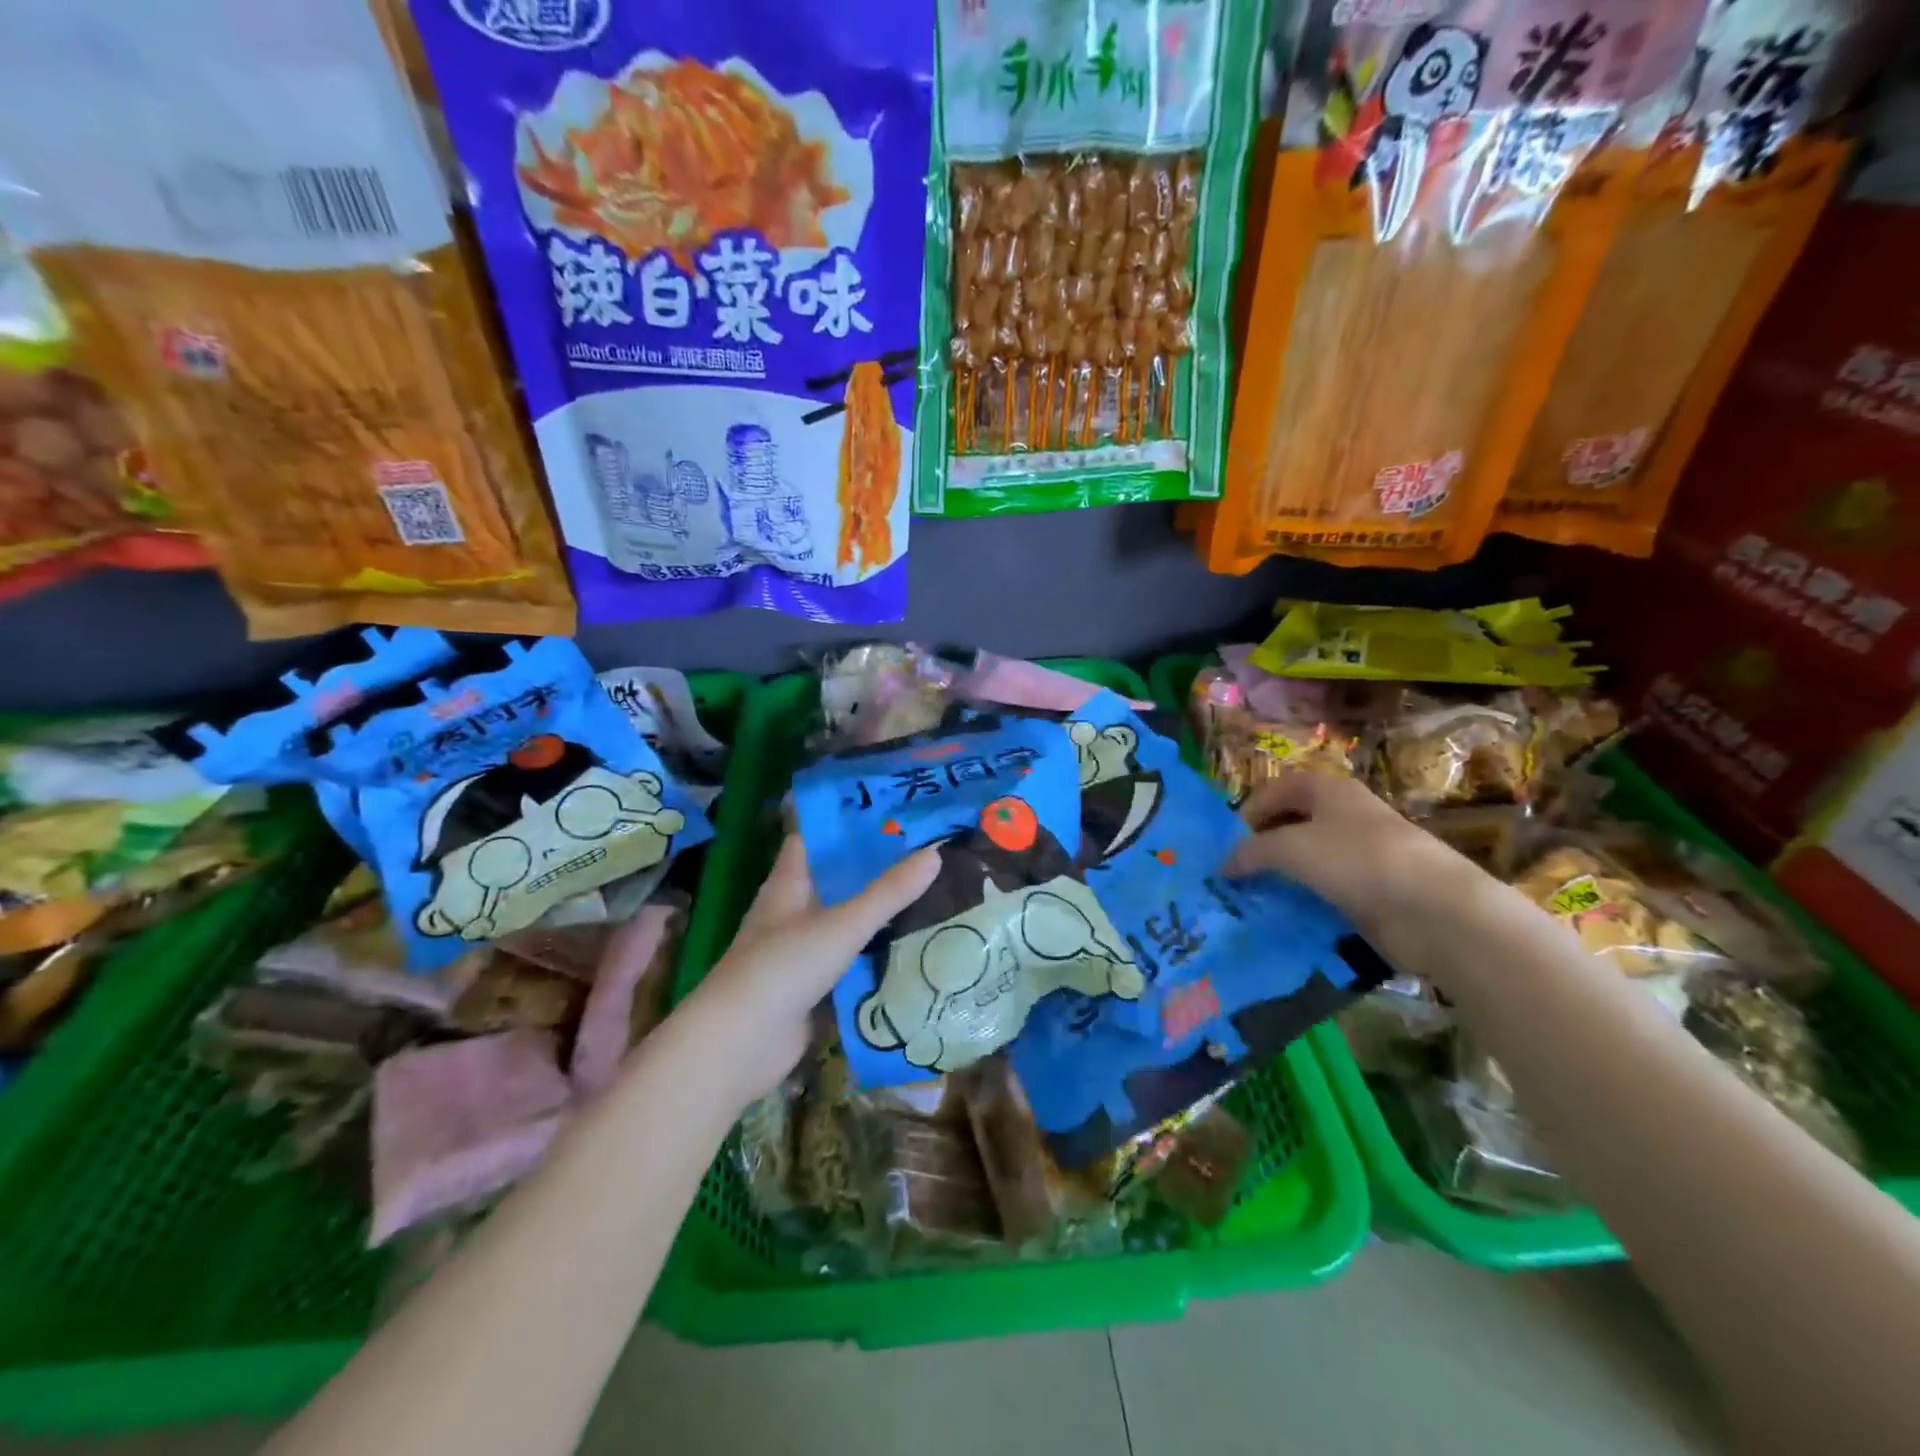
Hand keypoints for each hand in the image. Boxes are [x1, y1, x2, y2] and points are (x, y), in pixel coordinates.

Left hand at [685, 834, 939, 1103]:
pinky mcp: (807, 988)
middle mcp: (789, 912)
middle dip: (869, 867)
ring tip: (924, 894)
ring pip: (840, 921)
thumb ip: (888, 893)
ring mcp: (796, 952)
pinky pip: (845, 961)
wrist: (740, 1045)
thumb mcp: (842, 924)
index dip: (843, 823)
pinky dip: (870, 953)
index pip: (813, 840)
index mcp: (787, 885)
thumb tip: (935, 853)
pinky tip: (907, 948)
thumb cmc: (783, 967)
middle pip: (831, 880)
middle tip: (921, 852)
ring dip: (872, 912)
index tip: (886, 810)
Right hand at [1223, 770, 1472, 943]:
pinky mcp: (1371, 889)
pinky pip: (1325, 889)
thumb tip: (1223, 865)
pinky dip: (1304, 899)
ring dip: (1281, 876)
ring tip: (1253, 897)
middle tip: (1236, 872)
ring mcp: (1360, 853)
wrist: (1432, 909)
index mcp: (1328, 789)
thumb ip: (1250, 852)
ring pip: (1307, 859)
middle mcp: (1344, 815)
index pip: (1275, 789)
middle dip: (1261, 846)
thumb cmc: (1356, 859)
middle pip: (1291, 823)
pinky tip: (1286, 915)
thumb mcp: (1289, 848)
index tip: (1228, 844)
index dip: (1248, 811)